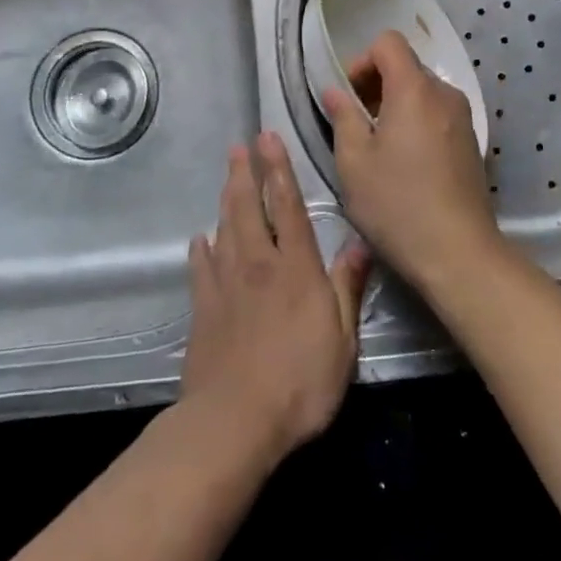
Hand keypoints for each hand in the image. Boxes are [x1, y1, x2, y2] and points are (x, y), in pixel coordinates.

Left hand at [181, 132, 371, 465]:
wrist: (234, 421)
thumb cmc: (300, 382)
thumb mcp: (342, 340)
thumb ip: (347, 288)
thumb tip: (359, 244)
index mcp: (296, 267)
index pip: (287, 205)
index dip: (279, 169)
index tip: (269, 138)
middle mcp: (258, 264)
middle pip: (248, 207)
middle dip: (245, 172)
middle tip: (240, 145)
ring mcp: (225, 284)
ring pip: (224, 227)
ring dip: (226, 198)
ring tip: (228, 175)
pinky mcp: (203, 308)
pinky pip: (201, 266)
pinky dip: (202, 247)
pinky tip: (201, 238)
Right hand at [322, 30, 503, 294]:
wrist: (458, 252)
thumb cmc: (397, 204)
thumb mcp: (353, 162)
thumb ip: (342, 117)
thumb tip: (335, 91)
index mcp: (414, 89)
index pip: (388, 42)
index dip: (362, 61)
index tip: (348, 98)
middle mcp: (444, 93)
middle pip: (406, 66)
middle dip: (376, 84)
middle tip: (356, 124)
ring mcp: (463, 118)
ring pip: (422, 91)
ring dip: (396, 105)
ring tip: (378, 146)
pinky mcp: (472, 142)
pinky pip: (437, 114)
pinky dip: (417, 122)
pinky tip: (405, 162)